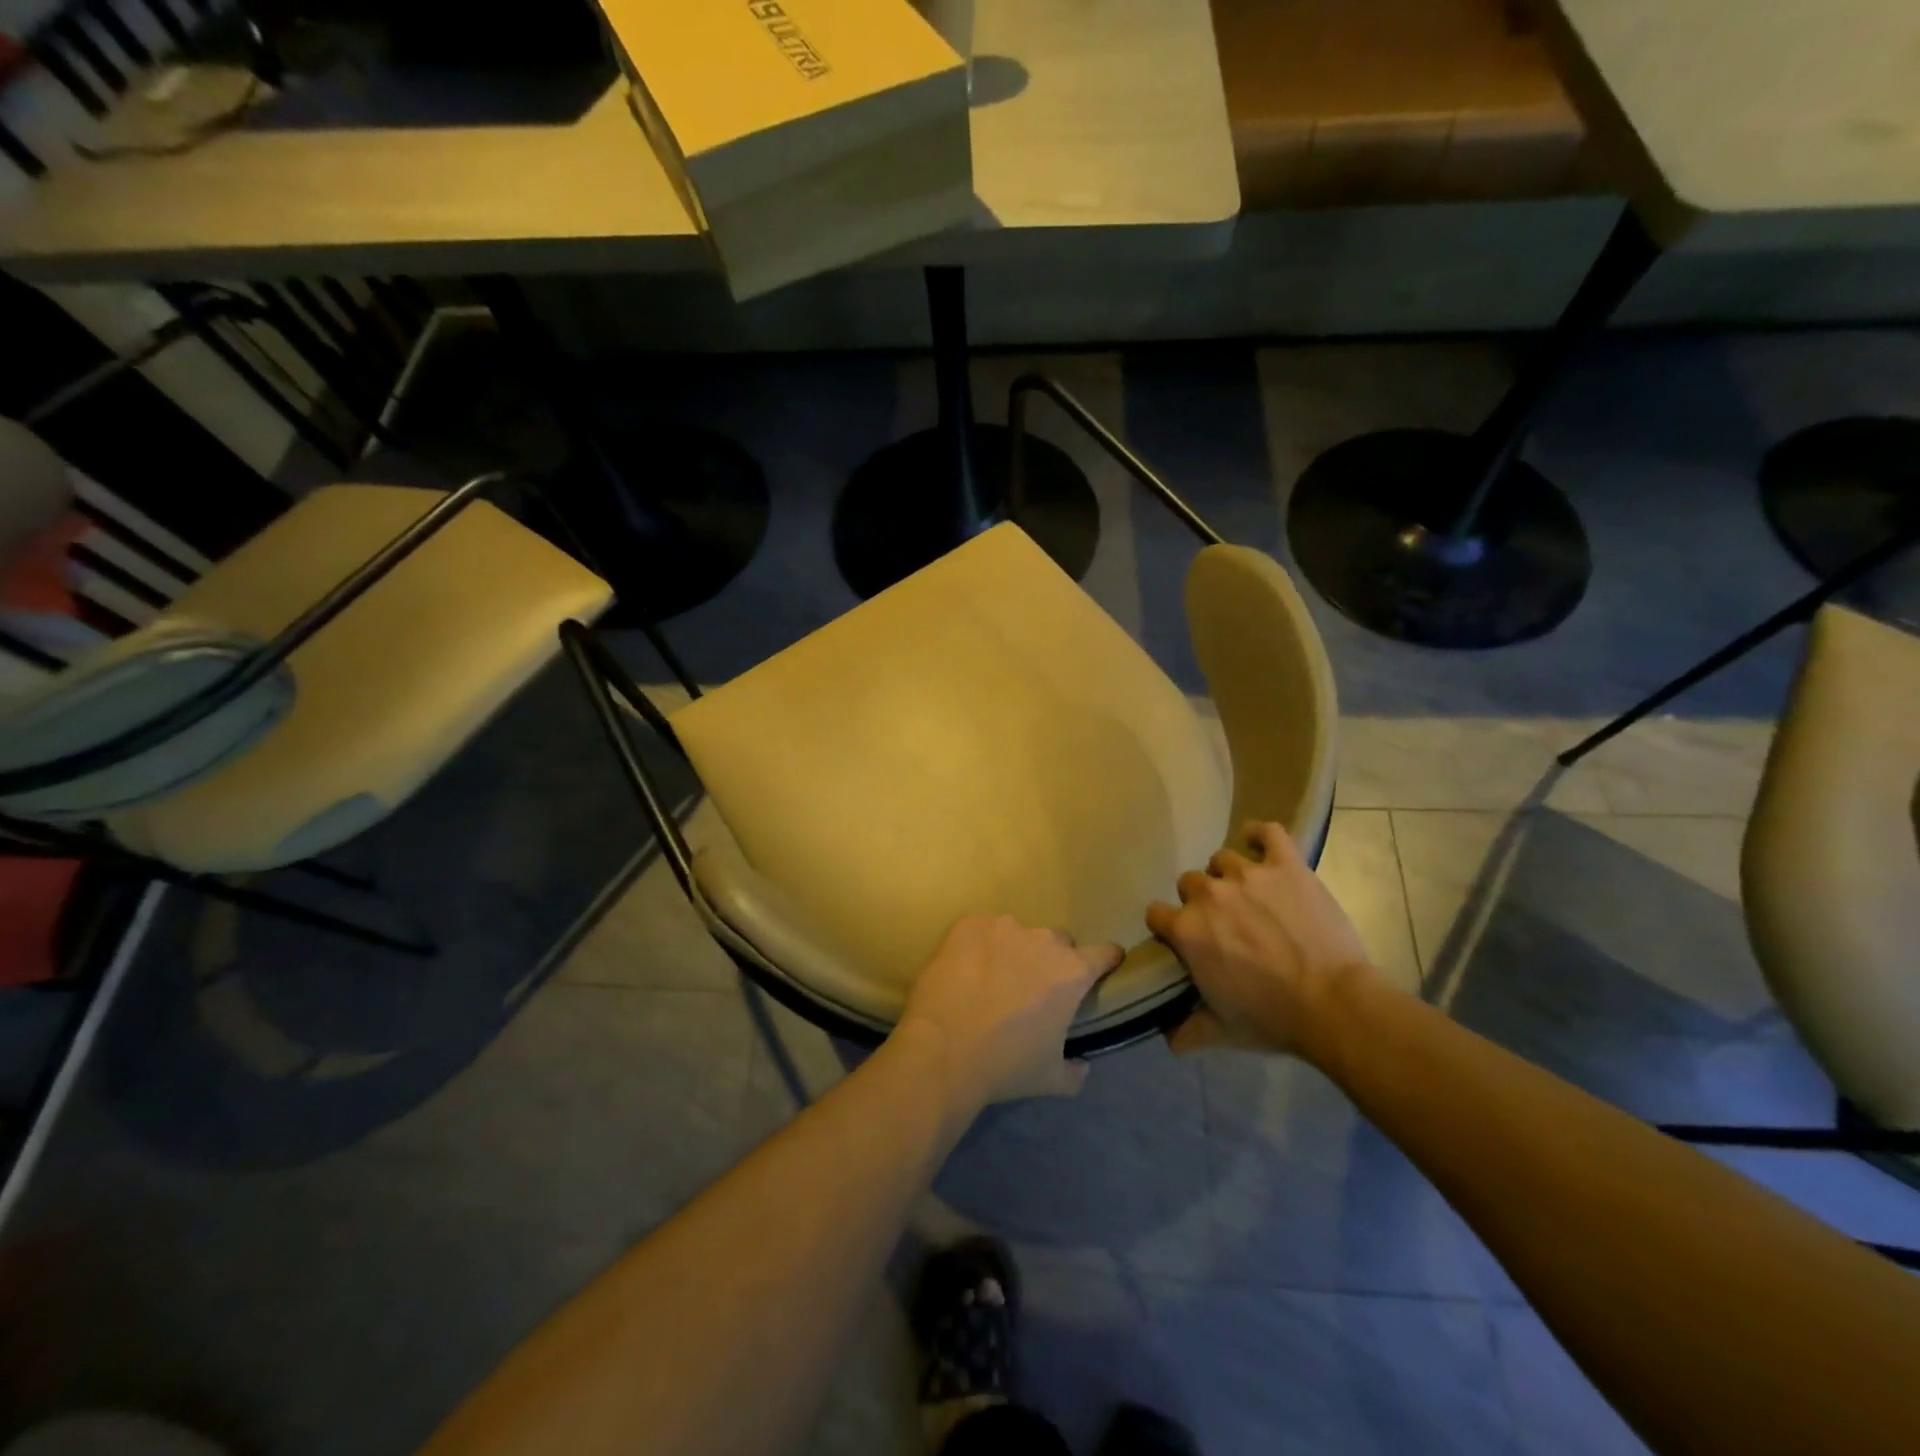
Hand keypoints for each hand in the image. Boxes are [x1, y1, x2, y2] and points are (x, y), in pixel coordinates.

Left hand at [896, 914, 1121, 1108]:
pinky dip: (979, 945)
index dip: (1105, 961)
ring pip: (1018, 934)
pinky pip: (982, 930)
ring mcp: (1004, 927)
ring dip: (1013, 951)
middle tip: (1032, 988)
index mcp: (1071, 973)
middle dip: (1051, 960)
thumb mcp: (1050, 1078)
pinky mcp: (969, 924)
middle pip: (1058, 942)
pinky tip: (965, 970)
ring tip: (991, 979)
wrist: (943, 1050)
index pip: (1104, 953)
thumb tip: (1082, 1065)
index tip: (1102, 967)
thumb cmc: (1005, 1065)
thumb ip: (1075, 1071)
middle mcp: (1043, 940)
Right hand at [1146, 821, 1375, 1058]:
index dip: (1167, 925)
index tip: (1181, 938)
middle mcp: (1209, 895)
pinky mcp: (1287, 866)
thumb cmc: (1273, 1018)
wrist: (1334, 1005)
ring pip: (1222, 859)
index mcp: (1187, 930)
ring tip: (1247, 893)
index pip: (1155, 913)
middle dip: (1200, 900)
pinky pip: (1268, 833)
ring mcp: (1248, 875)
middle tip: (1223, 922)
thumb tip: (1166, 1039)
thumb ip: (1188, 1032)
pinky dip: (1260, 834)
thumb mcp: (1223, 1032)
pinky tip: (1260, 843)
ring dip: (1228, 874)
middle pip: (1189, 882)